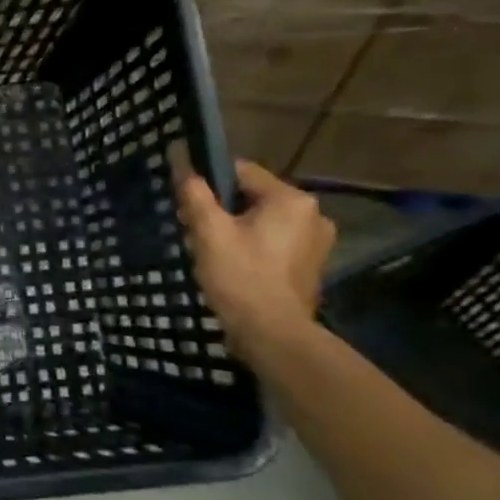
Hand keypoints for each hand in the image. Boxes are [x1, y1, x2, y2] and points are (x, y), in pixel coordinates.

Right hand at [176, 160, 334, 360]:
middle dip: (222, 209)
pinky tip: (234, 266)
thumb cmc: (240, 277)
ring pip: (263, 220)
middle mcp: (313, 214)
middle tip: (195, 231)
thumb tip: (183, 165)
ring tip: (212, 251)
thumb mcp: (209, 231)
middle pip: (253, 197)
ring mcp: (316, 241)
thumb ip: (196, 194)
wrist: (272, 334)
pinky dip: (253, 246)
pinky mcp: (311, 265)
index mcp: (291, 199)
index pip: (241, 171)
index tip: (188, 203)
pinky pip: (274, 241)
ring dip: (236, 228)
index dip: (209, 182)